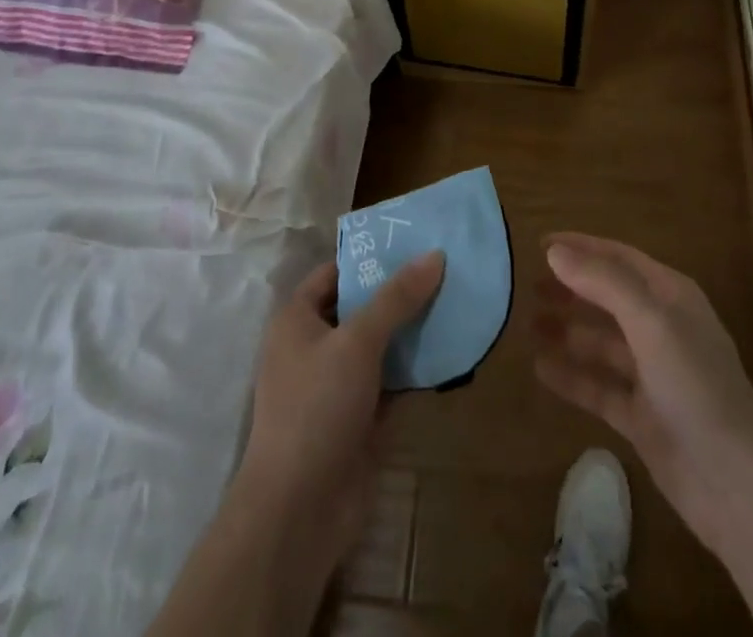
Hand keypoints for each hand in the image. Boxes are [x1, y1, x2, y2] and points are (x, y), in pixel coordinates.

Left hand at [150, 252, 445, 636]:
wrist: (299, 511)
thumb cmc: (317, 407)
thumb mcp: (358, 341)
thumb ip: (396, 298)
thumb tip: (435, 255)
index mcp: (297, 319)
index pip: (335, 272)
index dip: (370, 257)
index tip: (412, 242)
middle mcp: (313, 347)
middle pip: (360, 307)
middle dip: (399, 293)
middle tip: (444, 269)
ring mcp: (335, 386)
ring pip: (378, 346)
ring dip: (411, 331)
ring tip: (455, 302)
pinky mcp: (357, 420)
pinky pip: (390, 382)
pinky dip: (414, 370)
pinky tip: (449, 352)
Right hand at [534, 233, 752, 571]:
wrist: (738, 486)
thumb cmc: (697, 387)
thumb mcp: (651, 323)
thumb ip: (602, 283)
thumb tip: (553, 251)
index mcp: (671, 296)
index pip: (618, 258)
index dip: (580, 248)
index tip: (538, 244)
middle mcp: (661, 328)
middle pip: (607, 297)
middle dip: (570, 288)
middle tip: (525, 285)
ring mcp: (651, 375)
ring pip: (600, 342)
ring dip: (566, 330)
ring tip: (525, 323)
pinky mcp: (641, 417)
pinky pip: (598, 387)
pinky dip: (571, 376)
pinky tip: (539, 369)